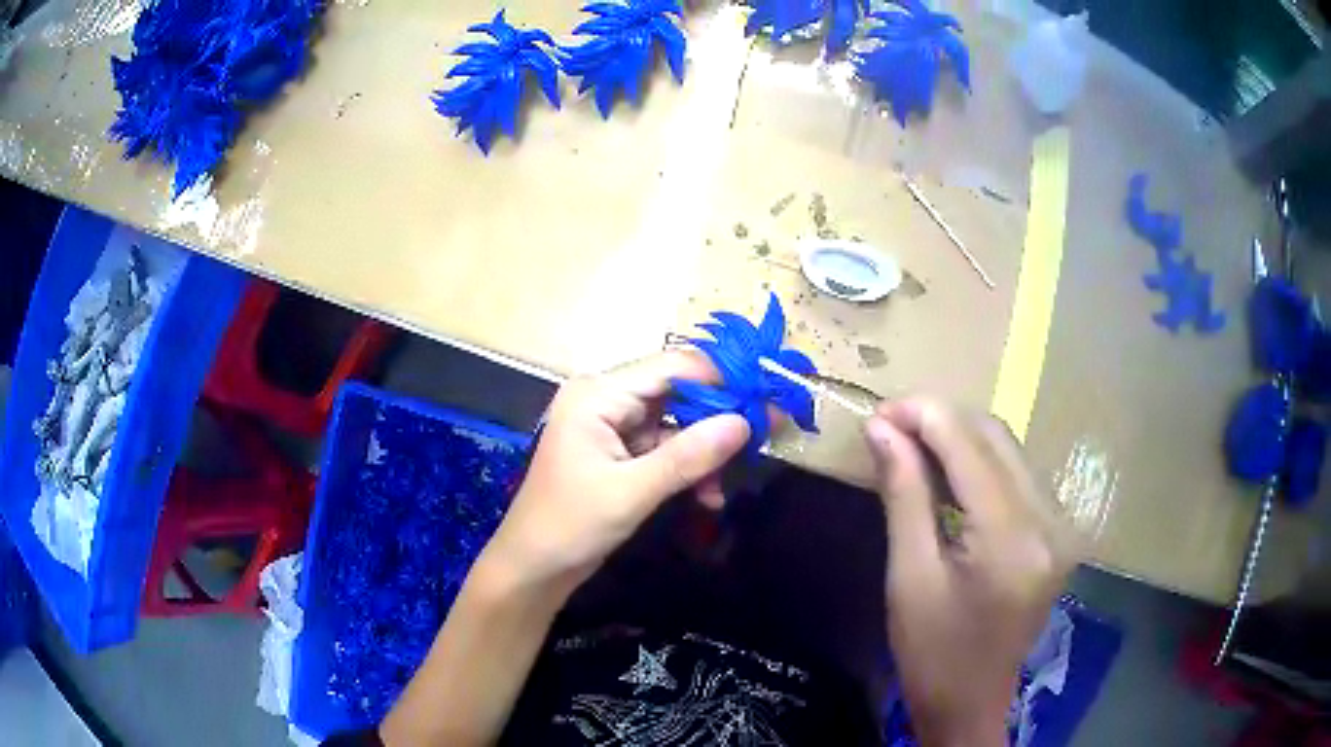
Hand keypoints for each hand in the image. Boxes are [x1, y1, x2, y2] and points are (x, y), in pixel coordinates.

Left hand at [484, 351, 750, 592]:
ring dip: (704, 451)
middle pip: (676, 392)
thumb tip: (745, 423)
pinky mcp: (618, 451)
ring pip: (675, 422)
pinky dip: (687, 467)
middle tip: (764, 435)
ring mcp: (611, 425)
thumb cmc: (570, 525)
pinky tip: (706, 496)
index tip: (766, 395)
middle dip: (717, 418)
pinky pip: (664, 447)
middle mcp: (605, 398)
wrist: (532, 568)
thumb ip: (689, 456)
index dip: (722, 377)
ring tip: (726, 484)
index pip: (672, 367)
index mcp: (598, 394)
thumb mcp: (632, 492)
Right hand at [864, 398, 1073, 746]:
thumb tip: (880, 430)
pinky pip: (1018, 474)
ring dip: (960, 436)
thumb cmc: (931, 652)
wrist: (972, 701)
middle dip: (941, 419)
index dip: (923, 415)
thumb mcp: (908, 577)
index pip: (969, 447)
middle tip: (889, 425)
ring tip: (912, 443)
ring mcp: (1060, 524)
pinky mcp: (1057, 530)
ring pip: (1009, 449)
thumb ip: (903, 495)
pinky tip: (948, 469)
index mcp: (1010, 540)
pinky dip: (980, 461)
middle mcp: (1048, 521)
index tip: (878, 411)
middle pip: (996, 437)